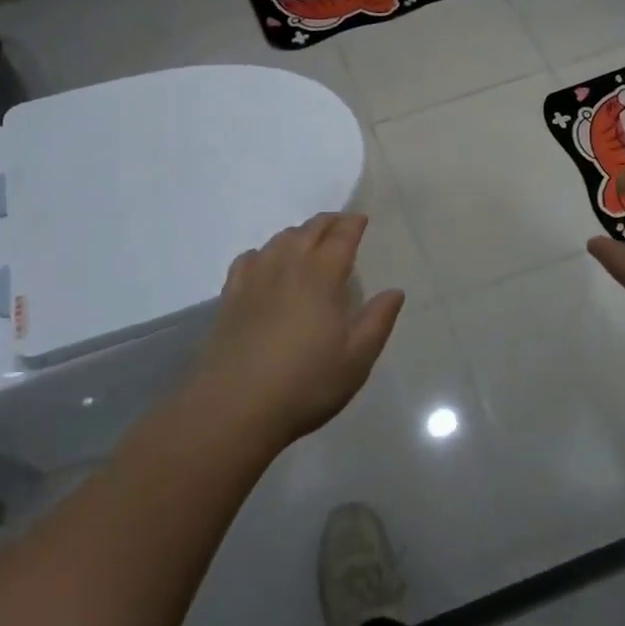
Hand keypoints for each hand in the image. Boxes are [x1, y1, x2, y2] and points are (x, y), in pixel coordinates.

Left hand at [191, 213, 403, 449]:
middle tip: (340, 223)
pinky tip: (264, 263)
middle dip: (327, 223)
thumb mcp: (356, 359)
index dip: (352, 225)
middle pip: (308, 231)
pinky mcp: (230, 297)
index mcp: (320, 277)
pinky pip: (248, 260)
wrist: (235, 407)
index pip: (340, 238)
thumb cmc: (305, 384)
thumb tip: (395, 292)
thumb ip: (377, 321)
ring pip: (278, 241)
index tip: (361, 219)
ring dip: (297, 234)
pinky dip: (263, 253)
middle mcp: (286, 267)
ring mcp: (254, 280)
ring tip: (307, 240)